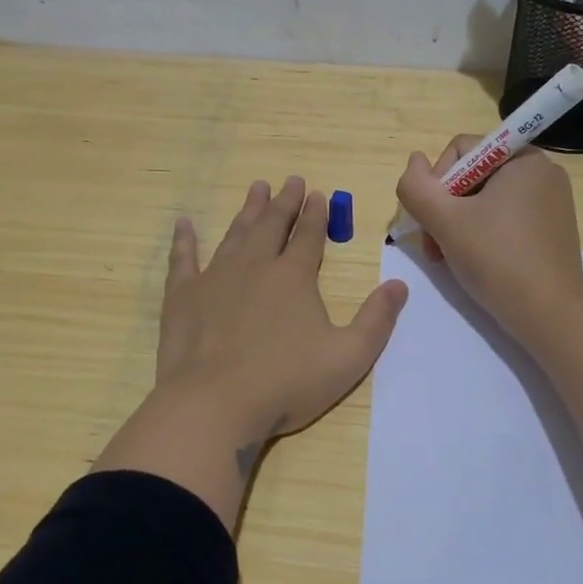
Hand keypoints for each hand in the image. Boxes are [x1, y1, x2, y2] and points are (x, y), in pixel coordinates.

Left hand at [156, 176, 408, 440]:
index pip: (308, 236)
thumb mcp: (348, 358)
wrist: (213, 404)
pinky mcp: (183, 296)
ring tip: (256, 188)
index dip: (316, 214)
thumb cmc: (285, 383)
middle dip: (284, 202)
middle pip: (272, 225)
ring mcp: (215, 278)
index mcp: (294, 277)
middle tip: (290, 180)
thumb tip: (399, 284)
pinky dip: (184, 240)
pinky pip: (183, 259)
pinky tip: (184, 223)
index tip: (318, 193)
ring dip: (248, 210)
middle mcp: (255, 266)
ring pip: (235, 234)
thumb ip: (377, 320)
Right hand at [394, 138, 582, 346]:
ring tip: (448, 258)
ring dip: (458, 225)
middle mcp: (542, 172)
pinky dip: (483, 235)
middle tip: (435, 247)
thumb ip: (416, 186)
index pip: (461, 150)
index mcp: (523, 158)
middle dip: (446, 209)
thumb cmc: (496, 259)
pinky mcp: (552, 229)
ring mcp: (551, 202)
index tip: (433, 220)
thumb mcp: (444, 220)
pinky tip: (475, 262)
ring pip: (486, 200)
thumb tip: (414, 161)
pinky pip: (506, 218)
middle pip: (472, 175)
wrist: (549, 314)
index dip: (437, 182)